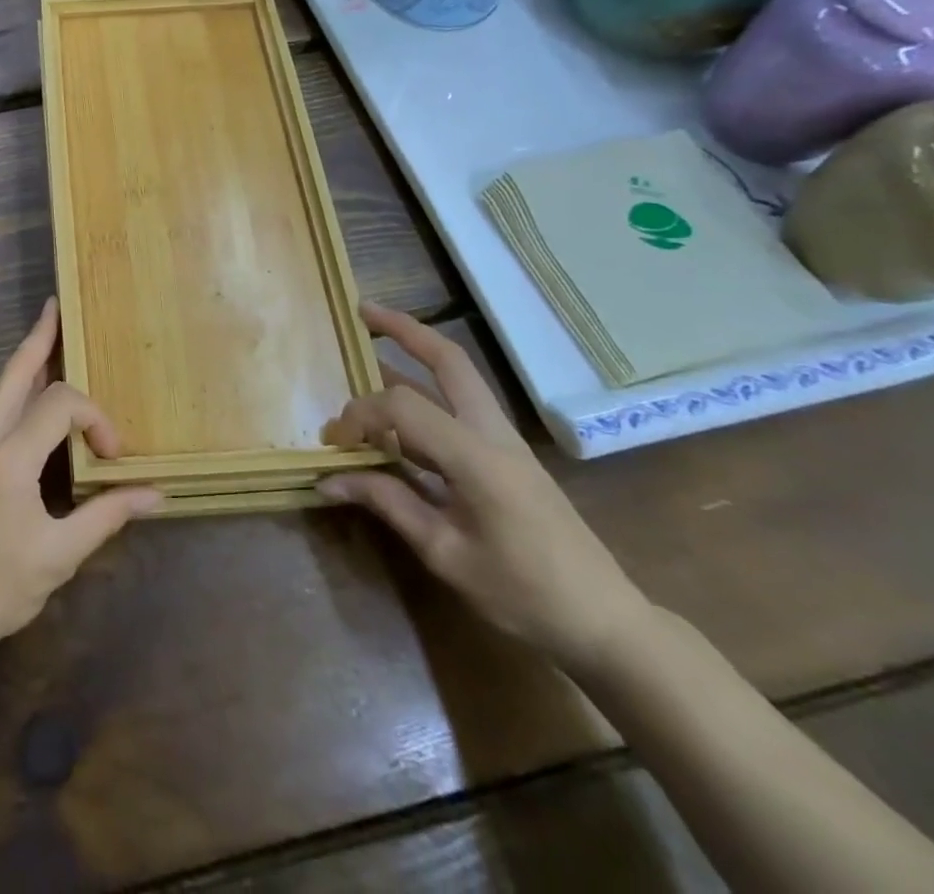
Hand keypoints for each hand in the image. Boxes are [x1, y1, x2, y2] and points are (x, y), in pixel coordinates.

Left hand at [0, 298, 160, 668]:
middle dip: (38, 339)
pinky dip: (18, 390)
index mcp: (8, 460)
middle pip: (13, 374)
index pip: (59, 405)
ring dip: (26, 361)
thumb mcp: (57, 558)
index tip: (114, 455)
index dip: (95, 418)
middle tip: (55, 308)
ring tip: (48, 336)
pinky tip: (33, 398)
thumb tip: (155, 494)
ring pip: (0, 389)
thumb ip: (106, 517)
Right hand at [320, 303, 651, 669]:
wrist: (604, 621)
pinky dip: (425, 392)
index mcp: (477, 456)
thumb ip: (388, 504)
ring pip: (458, 377)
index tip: (334, 445)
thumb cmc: (524, 593)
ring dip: (416, 354)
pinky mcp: (506, 454)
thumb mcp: (446, 553)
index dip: (359, 416)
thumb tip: (328, 479)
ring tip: (371, 344)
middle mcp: (492, 433)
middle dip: (404, 329)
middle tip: (361, 312)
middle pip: (449, 360)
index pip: (403, 406)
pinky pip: (460, 406)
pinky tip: (398, 411)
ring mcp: (504, 440)